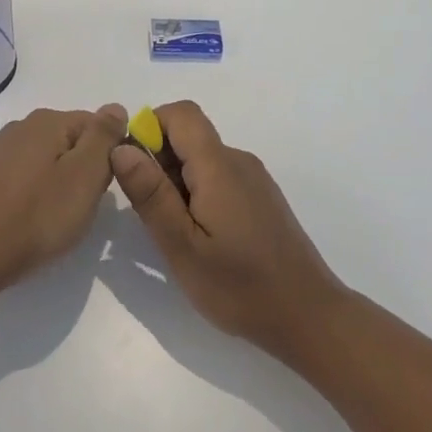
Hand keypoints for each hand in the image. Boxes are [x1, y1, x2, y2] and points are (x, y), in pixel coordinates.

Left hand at [0, 105, 127, 289]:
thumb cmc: (38, 216)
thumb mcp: (85, 176)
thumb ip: (103, 137)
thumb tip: (115, 107)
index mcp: (46, 122)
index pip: (93, 125)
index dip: (106, 155)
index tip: (102, 188)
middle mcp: (17, 127)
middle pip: (64, 141)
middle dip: (78, 167)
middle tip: (80, 205)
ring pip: (36, 158)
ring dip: (49, 178)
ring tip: (50, 215)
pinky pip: (10, 176)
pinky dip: (22, 190)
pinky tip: (20, 216)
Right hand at [111, 101, 344, 360]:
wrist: (310, 318)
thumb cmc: (241, 287)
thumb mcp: (182, 246)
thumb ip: (151, 194)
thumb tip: (122, 148)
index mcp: (218, 166)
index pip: (180, 113)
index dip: (149, 128)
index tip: (134, 170)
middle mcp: (238, 161)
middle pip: (189, 136)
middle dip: (159, 162)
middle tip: (152, 214)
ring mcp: (253, 179)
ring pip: (202, 159)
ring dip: (177, 182)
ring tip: (176, 233)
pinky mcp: (261, 198)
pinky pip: (219, 177)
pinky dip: (198, 194)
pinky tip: (202, 238)